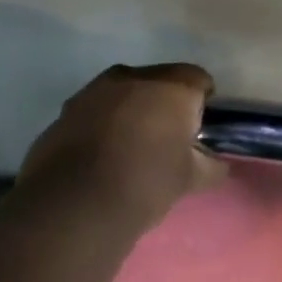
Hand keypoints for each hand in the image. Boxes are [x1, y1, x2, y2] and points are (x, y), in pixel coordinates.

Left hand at [16, 63, 226, 230]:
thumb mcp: (190, 180)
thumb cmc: (145, 184)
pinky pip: (95, 111)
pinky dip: (102, 126)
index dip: (203, 104)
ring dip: (130, 113)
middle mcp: (131, 77)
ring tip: (131, 150)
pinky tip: (101, 157)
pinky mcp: (65, 111)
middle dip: (164, 105)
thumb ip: (211, 166)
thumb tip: (216, 164)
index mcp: (170, 87)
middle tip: (167, 141)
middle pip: (158, 82)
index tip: (199, 131)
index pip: (198, 80)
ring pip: (122, 94)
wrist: (75, 204)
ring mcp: (92, 90)